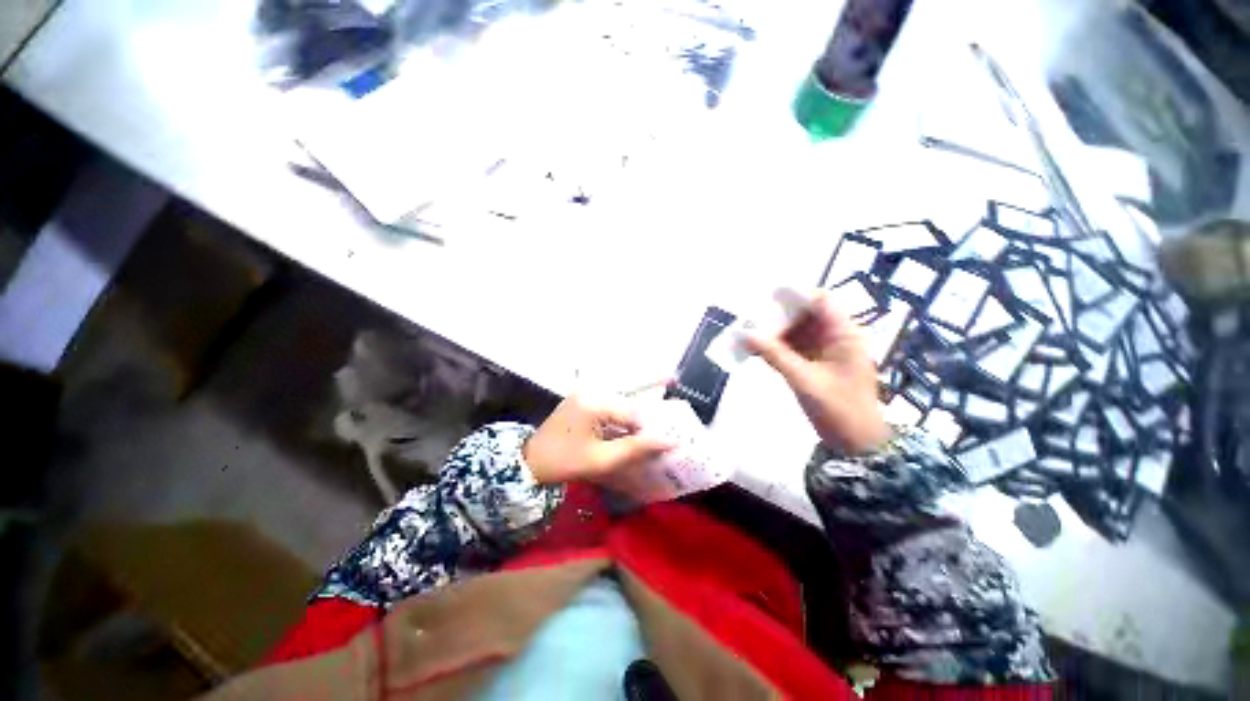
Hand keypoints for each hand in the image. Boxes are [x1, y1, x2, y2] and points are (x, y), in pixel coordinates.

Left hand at [523, 392, 675, 484]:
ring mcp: (585, 391)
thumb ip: (635, 449)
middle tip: (674, 380)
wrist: (530, 461)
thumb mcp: (601, 460)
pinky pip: (610, 395)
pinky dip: (624, 400)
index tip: (664, 440)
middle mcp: (590, 390)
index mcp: (594, 403)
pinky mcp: (582, 397)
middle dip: (650, 389)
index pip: (633, 412)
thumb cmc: (565, 462)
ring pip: (620, 390)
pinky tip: (637, 401)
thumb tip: (669, 441)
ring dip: (639, 391)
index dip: (649, 427)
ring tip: (665, 382)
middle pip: (628, 391)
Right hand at [746, 292, 888, 453]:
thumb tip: (745, 334)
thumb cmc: (839, 410)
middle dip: (779, 315)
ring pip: (798, 331)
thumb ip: (775, 355)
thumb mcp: (804, 380)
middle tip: (751, 319)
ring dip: (775, 332)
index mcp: (845, 335)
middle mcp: (837, 337)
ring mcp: (827, 351)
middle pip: (806, 314)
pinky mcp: (817, 364)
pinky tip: (757, 349)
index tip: (767, 297)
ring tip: (749, 332)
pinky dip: (777, 347)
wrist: (856, 444)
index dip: (796, 295)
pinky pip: (795, 347)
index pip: (822, 301)